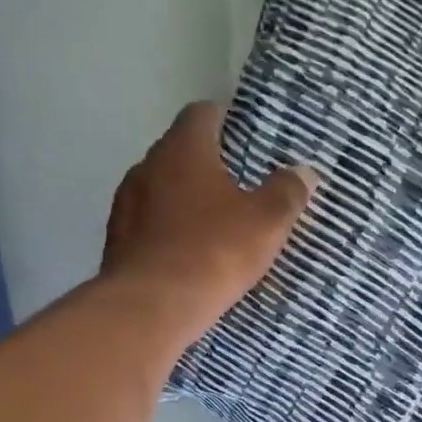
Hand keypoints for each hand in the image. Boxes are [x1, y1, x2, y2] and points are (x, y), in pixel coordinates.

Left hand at [100, 102, 316, 353]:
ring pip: (162, 191)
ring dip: (186, 202)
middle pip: (180, 153)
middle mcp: (146, 166)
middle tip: (241, 186)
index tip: (248, 138)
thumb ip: (287, 192)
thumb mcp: (266, 223)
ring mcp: (126, 205)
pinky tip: (189, 256)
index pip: (202, 113)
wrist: (150, 308)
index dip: (227, 120)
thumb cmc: (213, 252)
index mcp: (182, 150)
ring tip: (215, 225)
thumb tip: (304, 171)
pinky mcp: (117, 242)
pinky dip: (169, 233)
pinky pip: (150, 226)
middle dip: (208, 165)